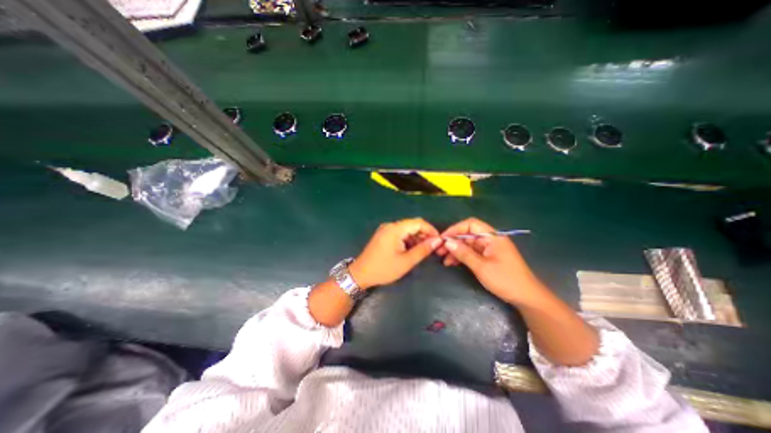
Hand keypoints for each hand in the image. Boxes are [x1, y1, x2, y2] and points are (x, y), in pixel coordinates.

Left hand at [349, 216, 442, 290]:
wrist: (360, 274)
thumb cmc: (384, 269)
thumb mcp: (406, 261)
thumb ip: (423, 250)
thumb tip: (437, 241)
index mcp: (395, 229)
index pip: (418, 222)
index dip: (430, 230)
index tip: (439, 241)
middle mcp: (390, 225)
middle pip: (412, 225)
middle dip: (424, 235)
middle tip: (432, 248)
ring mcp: (385, 230)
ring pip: (406, 230)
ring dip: (416, 238)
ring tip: (423, 251)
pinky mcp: (383, 235)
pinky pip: (399, 234)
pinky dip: (407, 240)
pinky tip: (411, 250)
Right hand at [437, 218, 544, 306]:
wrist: (526, 298)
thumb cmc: (505, 280)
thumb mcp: (481, 267)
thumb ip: (464, 253)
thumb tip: (447, 242)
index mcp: (492, 236)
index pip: (471, 224)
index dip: (455, 229)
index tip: (443, 239)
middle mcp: (490, 239)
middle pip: (468, 234)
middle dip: (453, 241)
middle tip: (439, 250)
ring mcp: (489, 248)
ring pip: (468, 244)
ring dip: (455, 250)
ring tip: (443, 259)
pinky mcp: (488, 257)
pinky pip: (472, 252)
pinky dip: (462, 256)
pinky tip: (452, 263)